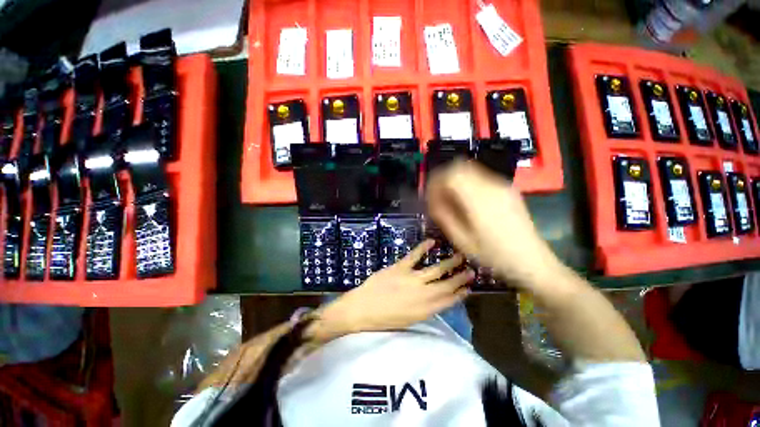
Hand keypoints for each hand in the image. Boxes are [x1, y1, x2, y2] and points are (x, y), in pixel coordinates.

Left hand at [317, 240, 473, 335]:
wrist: (361, 310)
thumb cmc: (384, 319)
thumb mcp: (408, 320)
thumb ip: (424, 309)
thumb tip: (437, 299)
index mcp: (425, 310)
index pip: (448, 301)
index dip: (460, 294)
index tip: (469, 288)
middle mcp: (422, 294)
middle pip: (446, 285)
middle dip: (460, 278)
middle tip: (471, 271)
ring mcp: (411, 279)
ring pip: (435, 270)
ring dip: (449, 263)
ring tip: (459, 256)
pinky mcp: (400, 268)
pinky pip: (414, 256)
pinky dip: (423, 247)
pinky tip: (432, 241)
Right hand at [425, 160, 562, 289]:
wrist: (533, 262)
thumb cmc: (495, 256)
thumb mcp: (463, 241)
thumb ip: (444, 217)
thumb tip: (432, 202)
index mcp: (479, 199)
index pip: (451, 175)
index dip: (435, 182)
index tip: (429, 197)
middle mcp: (491, 186)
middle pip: (459, 167)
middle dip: (443, 179)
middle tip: (437, 197)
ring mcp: (502, 185)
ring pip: (469, 170)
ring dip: (455, 181)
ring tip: (450, 200)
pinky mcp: (507, 189)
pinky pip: (480, 177)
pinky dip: (466, 184)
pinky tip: (466, 201)